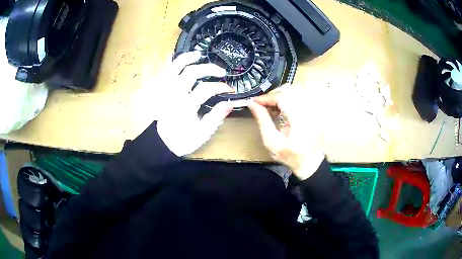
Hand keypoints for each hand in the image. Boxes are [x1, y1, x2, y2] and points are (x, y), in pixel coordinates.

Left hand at [155, 51, 237, 156]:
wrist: (160, 143)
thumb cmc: (182, 139)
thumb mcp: (202, 134)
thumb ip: (215, 117)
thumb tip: (230, 103)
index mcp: (185, 107)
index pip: (206, 89)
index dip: (220, 87)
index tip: (230, 89)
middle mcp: (174, 95)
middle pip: (191, 73)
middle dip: (209, 68)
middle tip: (221, 71)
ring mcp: (165, 90)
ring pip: (175, 67)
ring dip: (188, 58)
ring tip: (200, 55)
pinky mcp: (160, 89)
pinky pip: (164, 71)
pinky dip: (170, 62)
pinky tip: (177, 57)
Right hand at [248, 86, 325, 179]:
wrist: (311, 162)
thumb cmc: (290, 156)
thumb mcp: (272, 142)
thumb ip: (262, 121)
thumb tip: (252, 104)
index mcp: (300, 120)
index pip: (282, 97)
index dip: (267, 97)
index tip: (255, 102)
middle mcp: (309, 111)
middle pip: (289, 90)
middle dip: (273, 95)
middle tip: (263, 106)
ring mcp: (314, 110)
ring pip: (294, 91)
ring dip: (280, 96)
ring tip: (272, 109)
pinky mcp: (314, 110)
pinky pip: (300, 97)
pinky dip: (288, 100)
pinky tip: (282, 110)